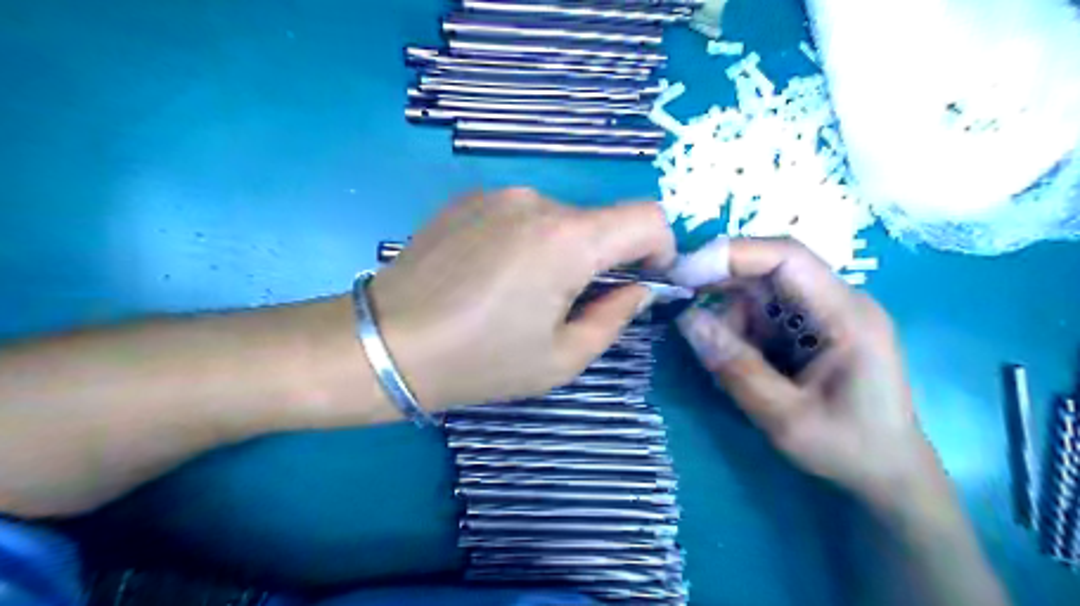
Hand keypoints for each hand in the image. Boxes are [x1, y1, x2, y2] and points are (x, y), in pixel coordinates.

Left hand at [371, 186, 672, 410]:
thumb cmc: (480, 361)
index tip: (640, 280)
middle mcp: (536, 201)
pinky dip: (525, 241)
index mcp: (567, 239)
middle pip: (599, 221)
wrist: (386, 344)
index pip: (647, 217)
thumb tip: (638, 289)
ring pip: (559, 219)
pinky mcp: (467, 198)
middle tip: (569, 303)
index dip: (658, 248)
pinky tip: (490, 275)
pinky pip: (520, 215)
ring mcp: (498, 194)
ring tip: (520, 292)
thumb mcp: (561, 358)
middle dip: (601, 259)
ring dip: (560, 251)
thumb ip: (614, 317)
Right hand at [674, 237, 942, 505]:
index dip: (733, 255)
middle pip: (768, 271)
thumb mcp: (786, 418)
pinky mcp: (809, 330)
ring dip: (728, 319)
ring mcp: (823, 315)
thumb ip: (736, 368)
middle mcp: (836, 303)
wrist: (888, 474)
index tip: (684, 273)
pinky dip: (738, 333)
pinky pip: (762, 315)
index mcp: (846, 315)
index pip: (787, 258)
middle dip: (720, 284)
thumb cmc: (848, 449)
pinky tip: (736, 364)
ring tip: (720, 362)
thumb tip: (686, 319)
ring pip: (758, 294)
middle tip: (679, 307)